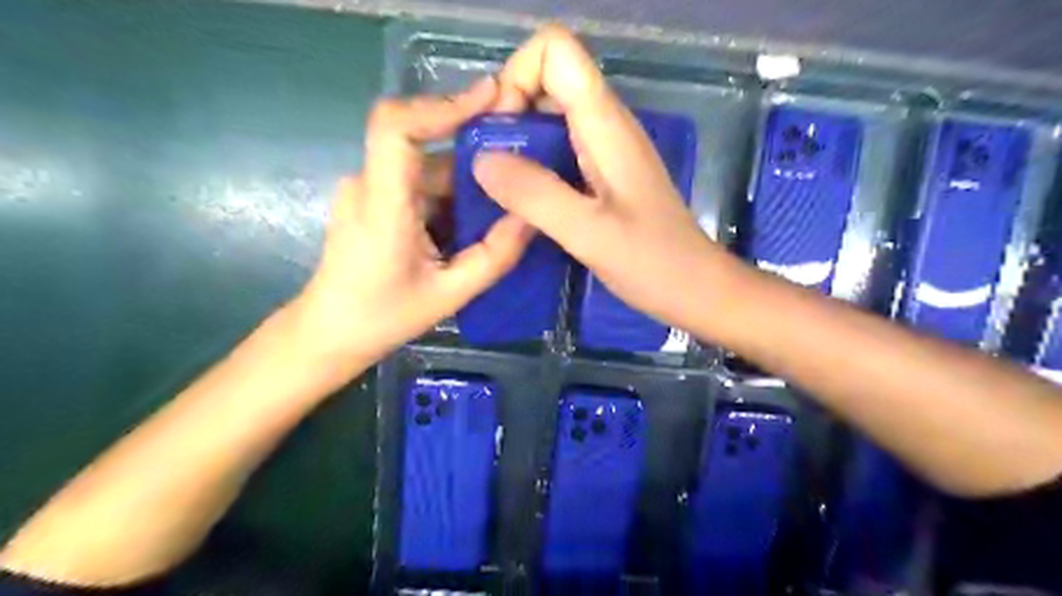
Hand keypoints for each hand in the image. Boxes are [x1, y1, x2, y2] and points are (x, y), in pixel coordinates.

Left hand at [292, 77, 529, 368]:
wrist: (330, 332)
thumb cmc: (383, 317)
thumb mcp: (450, 295)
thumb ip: (494, 257)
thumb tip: (532, 217)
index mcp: (382, 205)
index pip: (397, 128)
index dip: (442, 105)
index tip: (490, 97)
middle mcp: (369, 184)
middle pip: (424, 144)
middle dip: (474, 148)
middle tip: (521, 157)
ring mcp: (368, 189)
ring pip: (426, 165)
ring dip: (465, 180)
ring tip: (504, 201)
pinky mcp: (374, 199)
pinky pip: (419, 183)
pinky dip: (450, 195)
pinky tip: (473, 220)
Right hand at [473, 27, 741, 335]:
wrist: (696, 288)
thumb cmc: (653, 263)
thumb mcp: (589, 233)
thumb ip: (535, 195)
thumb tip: (481, 161)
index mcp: (606, 124)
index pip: (555, 50)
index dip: (516, 78)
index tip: (500, 133)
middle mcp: (606, 125)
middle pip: (546, 80)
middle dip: (508, 113)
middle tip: (490, 168)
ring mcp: (606, 150)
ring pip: (549, 117)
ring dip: (517, 142)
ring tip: (499, 187)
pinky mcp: (604, 175)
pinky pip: (558, 149)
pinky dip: (532, 164)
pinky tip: (523, 201)